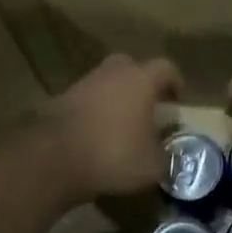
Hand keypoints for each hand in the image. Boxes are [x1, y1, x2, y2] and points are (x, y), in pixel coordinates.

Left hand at [41, 54, 183, 198]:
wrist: (54, 157)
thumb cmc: (113, 154)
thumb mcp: (152, 165)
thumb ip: (164, 156)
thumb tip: (166, 155)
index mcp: (140, 79)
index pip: (166, 68)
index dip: (175, 83)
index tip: (178, 101)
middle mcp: (112, 73)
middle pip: (132, 67)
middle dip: (142, 84)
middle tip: (149, 106)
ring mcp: (84, 83)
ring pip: (107, 82)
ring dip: (116, 97)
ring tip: (123, 123)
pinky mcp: (61, 99)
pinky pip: (87, 99)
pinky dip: (95, 111)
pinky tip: (98, 133)